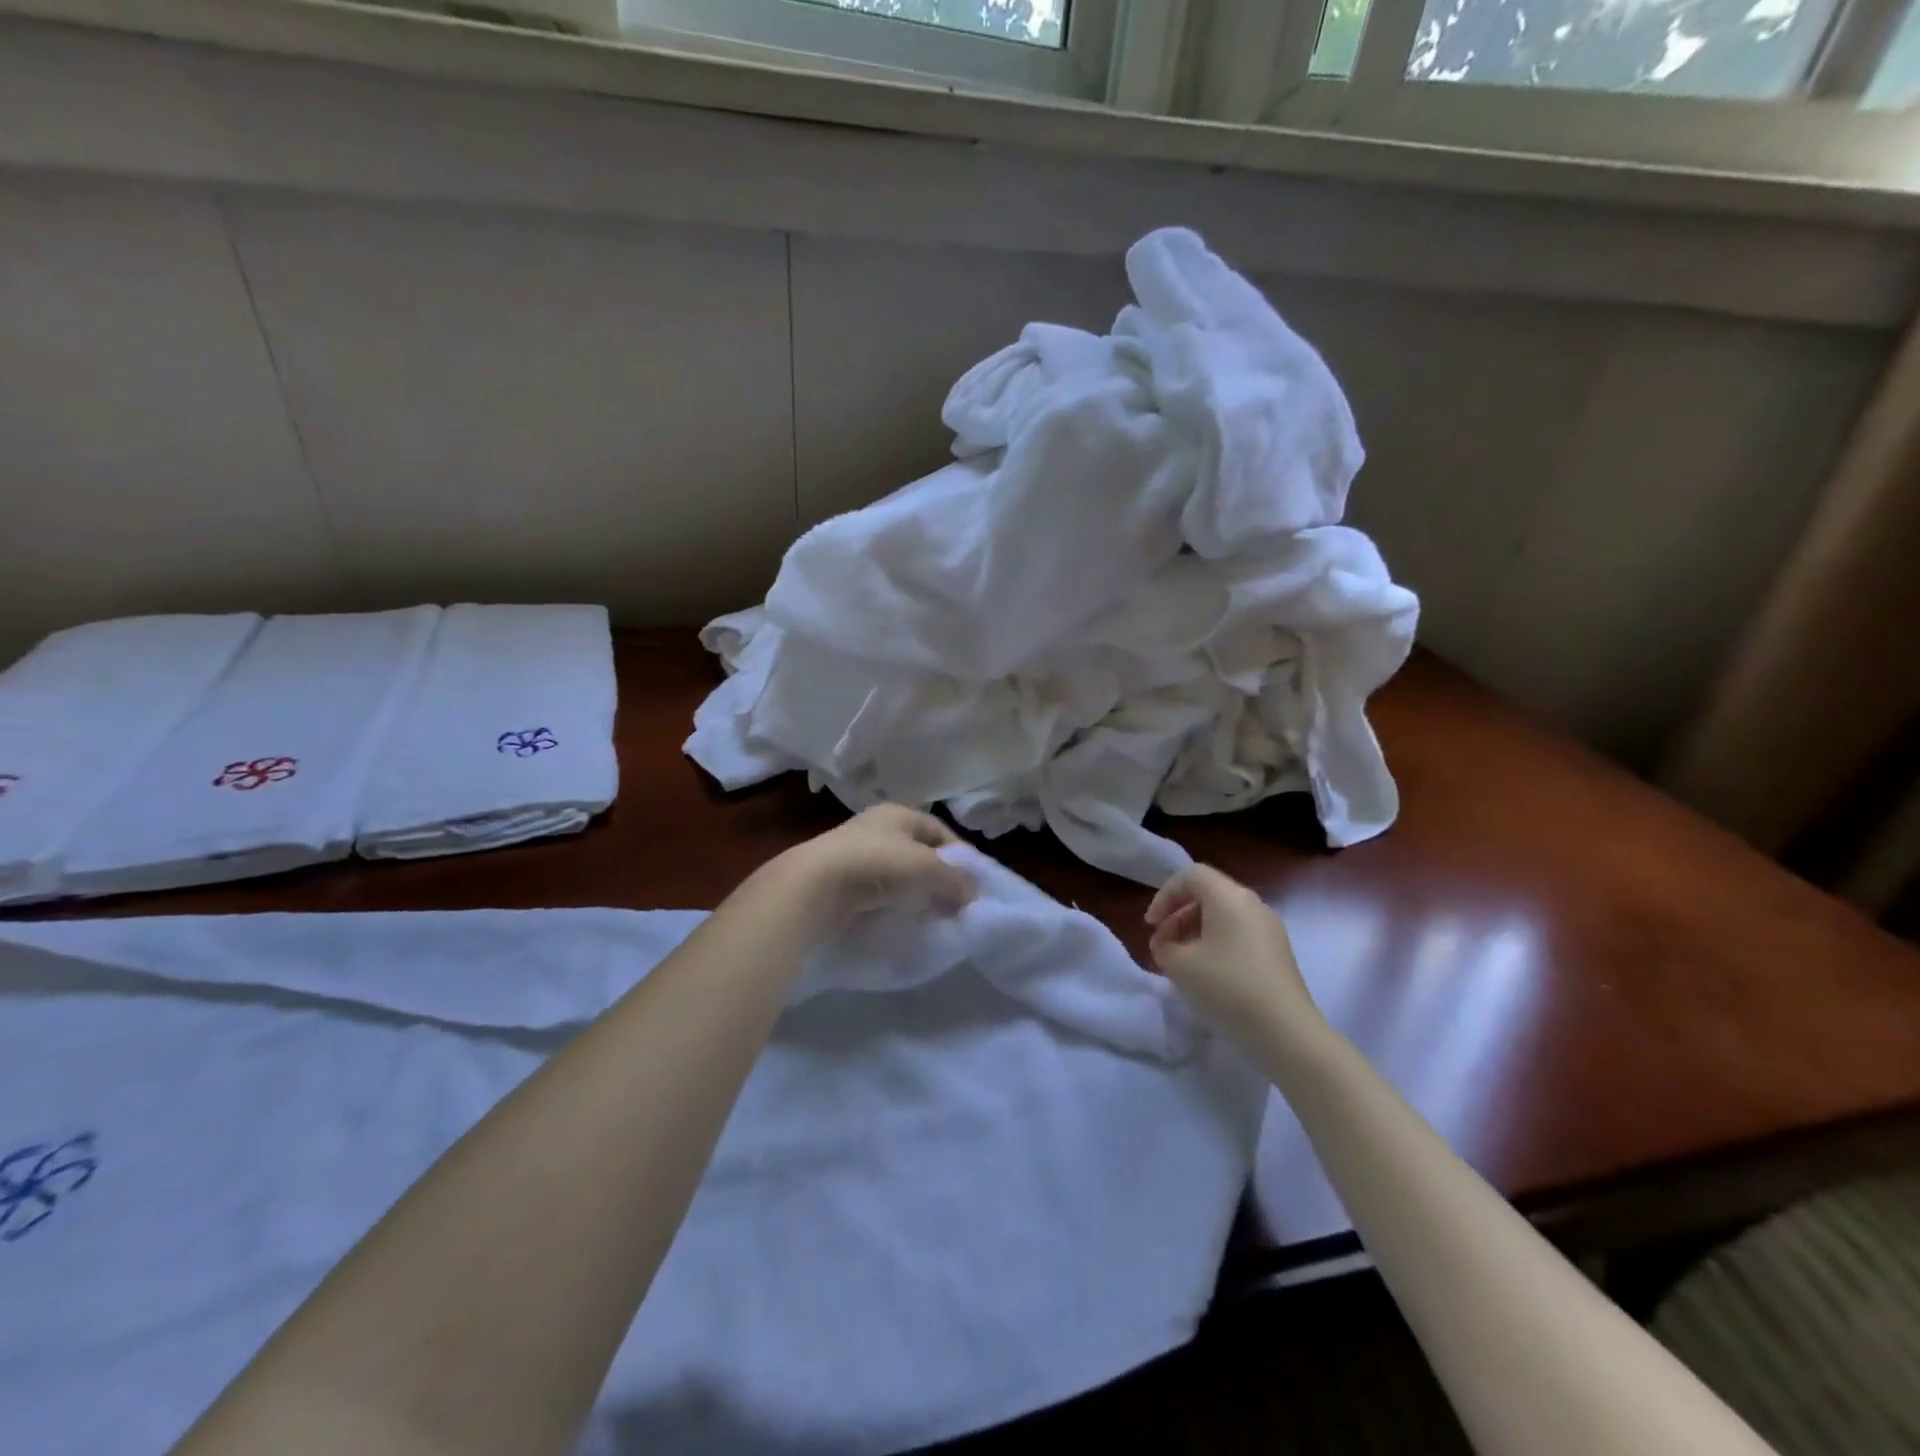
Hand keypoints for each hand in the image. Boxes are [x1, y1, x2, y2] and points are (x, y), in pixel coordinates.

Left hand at [774, 805, 977, 939]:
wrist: (813, 888)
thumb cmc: (878, 865)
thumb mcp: (928, 869)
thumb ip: (955, 880)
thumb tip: (974, 894)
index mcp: (898, 813)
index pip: (939, 830)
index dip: (959, 855)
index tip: (973, 883)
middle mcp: (875, 826)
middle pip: (917, 851)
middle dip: (937, 876)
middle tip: (953, 903)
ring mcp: (853, 853)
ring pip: (896, 872)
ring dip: (913, 892)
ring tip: (928, 916)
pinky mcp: (837, 880)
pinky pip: (874, 891)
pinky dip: (889, 904)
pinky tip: (897, 920)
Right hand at [1145, 865, 1322, 1040]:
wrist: (1285, 1032)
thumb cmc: (1227, 988)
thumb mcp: (1179, 965)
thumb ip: (1164, 946)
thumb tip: (1169, 945)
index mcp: (1229, 897)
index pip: (1191, 876)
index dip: (1164, 895)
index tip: (1151, 925)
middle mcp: (1253, 904)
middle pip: (1208, 894)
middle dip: (1178, 915)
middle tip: (1162, 945)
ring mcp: (1270, 929)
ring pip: (1224, 915)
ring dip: (1195, 931)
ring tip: (1181, 962)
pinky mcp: (1278, 953)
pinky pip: (1239, 934)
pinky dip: (1216, 944)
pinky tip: (1208, 974)